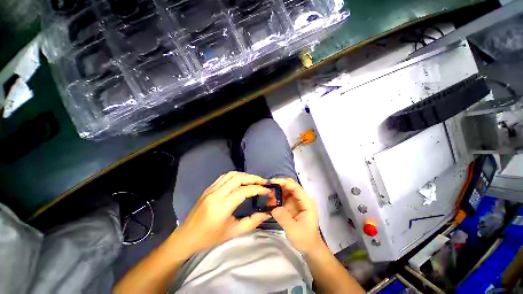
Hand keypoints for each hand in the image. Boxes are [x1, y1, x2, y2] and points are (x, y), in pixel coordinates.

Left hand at [176, 172, 271, 251]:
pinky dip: (236, 176)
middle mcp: (216, 194)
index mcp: (221, 207)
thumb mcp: (233, 233)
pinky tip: (242, 180)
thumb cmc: (210, 237)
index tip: (267, 190)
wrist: (187, 236)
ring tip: (255, 180)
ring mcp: (211, 189)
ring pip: (231, 174)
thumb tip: (267, 213)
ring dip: (245, 175)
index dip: (258, 189)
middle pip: (238, 178)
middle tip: (263, 182)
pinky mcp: (209, 188)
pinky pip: (224, 176)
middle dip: (253, 178)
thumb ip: (252, 222)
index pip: (243, 191)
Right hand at [270, 178, 322, 253]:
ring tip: (267, 192)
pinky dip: (277, 197)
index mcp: (307, 203)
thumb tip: (273, 207)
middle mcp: (302, 199)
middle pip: (291, 186)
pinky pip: (283, 197)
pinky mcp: (291, 206)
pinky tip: (270, 199)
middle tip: (267, 186)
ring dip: (277, 190)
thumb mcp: (294, 230)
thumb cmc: (305, 239)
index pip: (296, 187)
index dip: (284, 182)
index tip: (272, 181)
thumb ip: (284, 218)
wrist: (310, 248)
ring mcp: (296, 202)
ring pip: (286, 190)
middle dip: (279, 184)